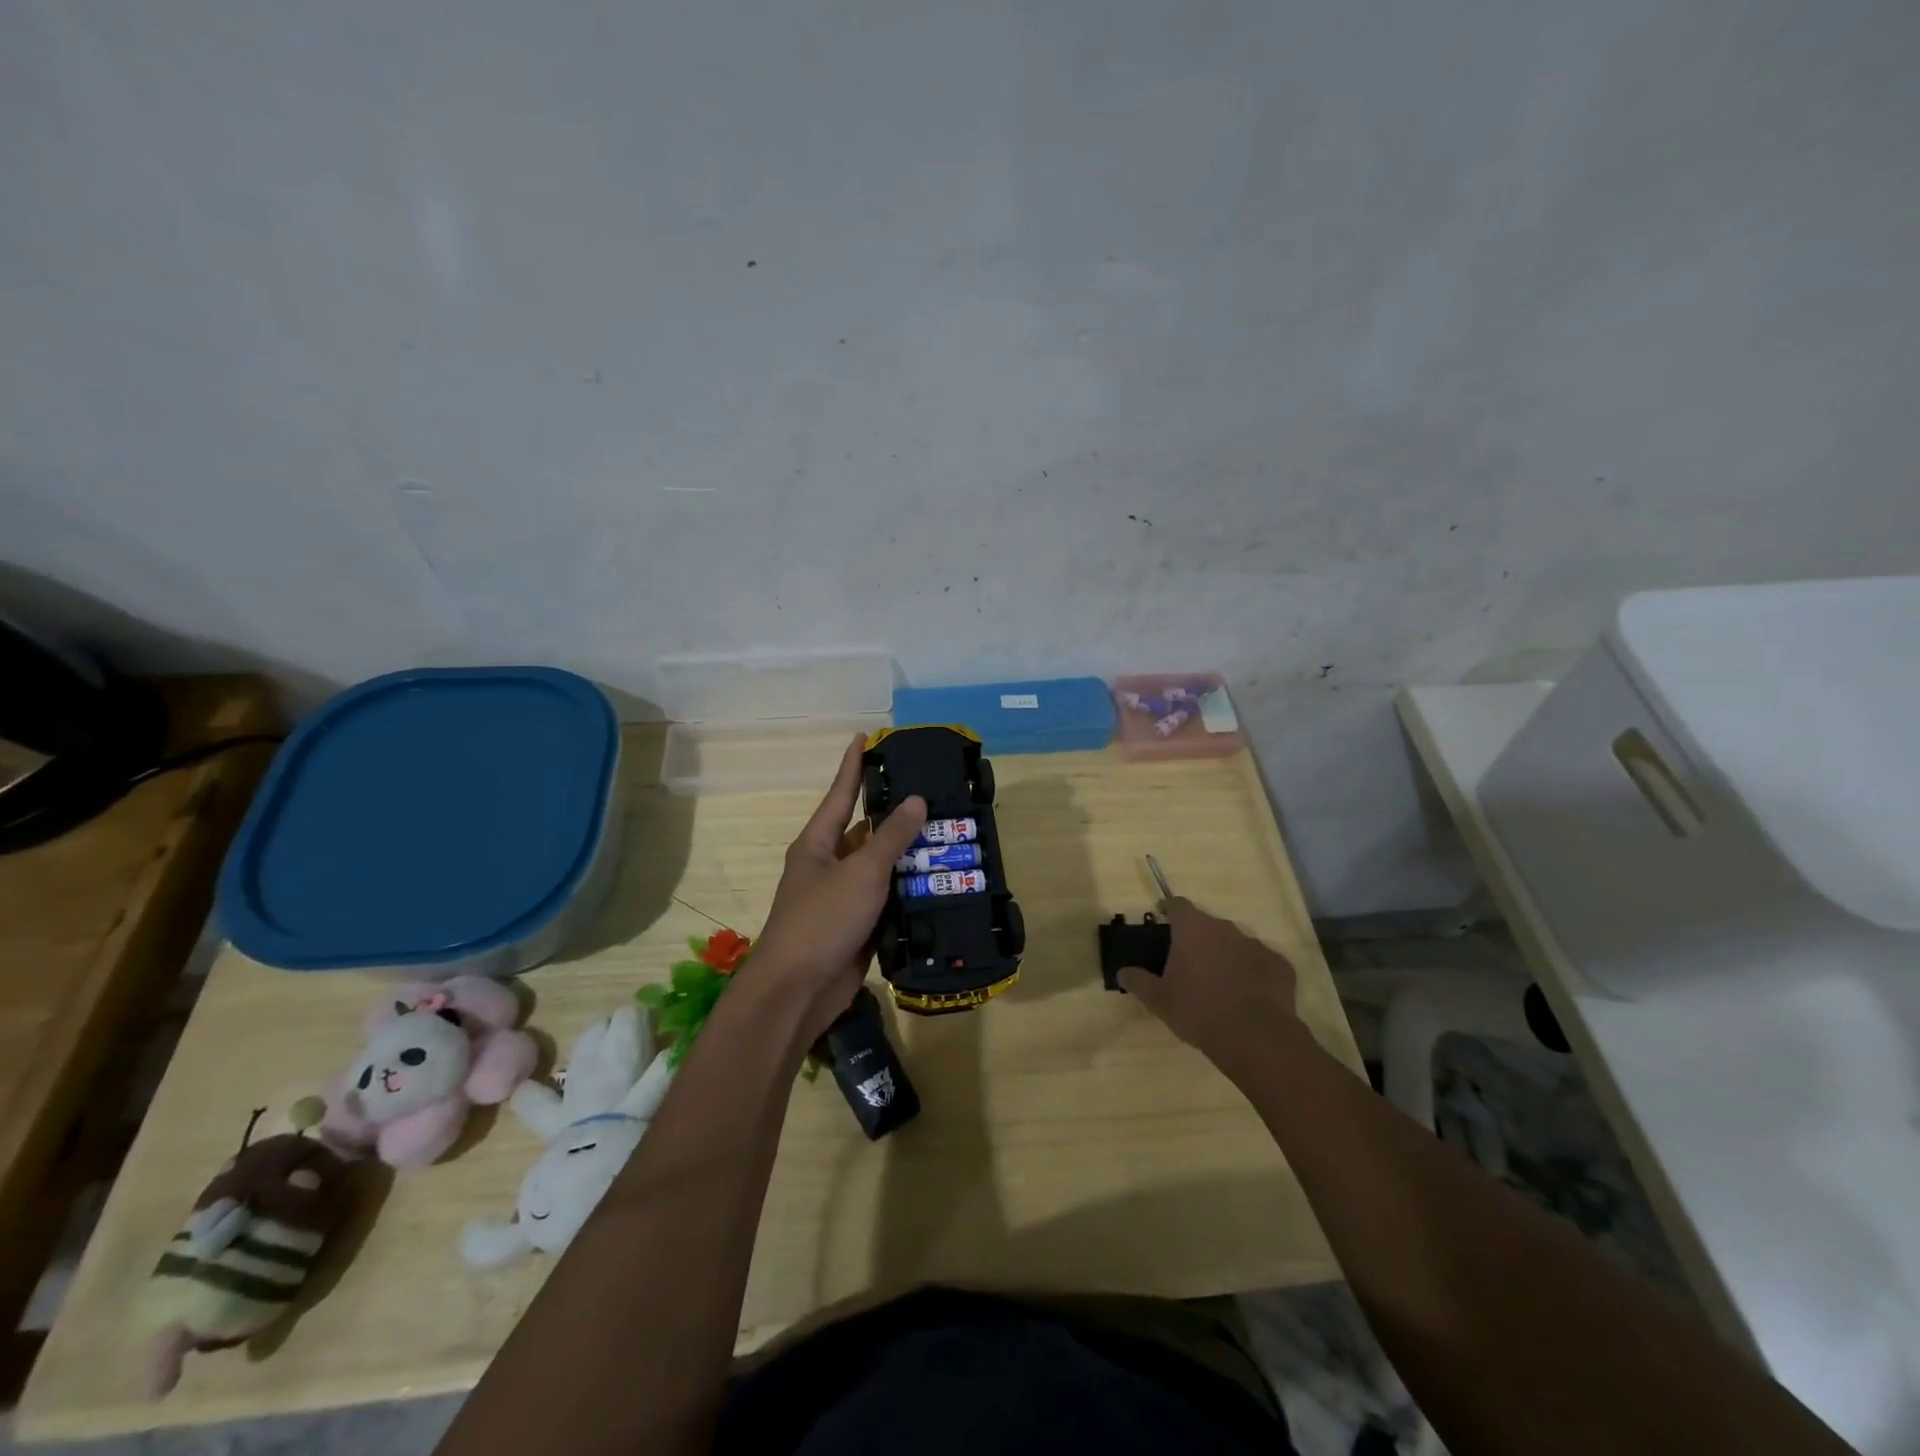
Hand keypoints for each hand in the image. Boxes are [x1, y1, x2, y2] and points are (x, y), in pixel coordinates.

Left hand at [744, 736, 927, 1043]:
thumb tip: (916, 801)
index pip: (840, 793)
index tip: (866, 736)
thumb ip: (890, 837)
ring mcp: (844, 898)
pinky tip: (942, 884)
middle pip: (867, 831)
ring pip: (883, 868)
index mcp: (818, 843)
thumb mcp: (860, 872)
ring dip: (911, 858)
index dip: (853, 764)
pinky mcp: (859, 927)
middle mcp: (829, 865)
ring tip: (951, 837)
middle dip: (898, 815)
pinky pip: (889, 901)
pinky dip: (911, 894)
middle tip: (936, 794)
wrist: (798, 992)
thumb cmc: (822, 920)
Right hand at [1117, 898, 1298, 1070]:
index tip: (1162, 917)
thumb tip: (1122, 972)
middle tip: (1188, 962)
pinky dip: (1253, 973)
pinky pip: (1261, 963)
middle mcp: (1225, 928)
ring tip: (1219, 982)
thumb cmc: (1198, 1011)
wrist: (1255, 1037)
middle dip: (1197, 938)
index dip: (1168, 909)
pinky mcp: (1280, 965)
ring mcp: (1256, 945)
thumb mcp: (1159, 1000)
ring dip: (1225, 955)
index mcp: (1193, 929)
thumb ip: (1138, 981)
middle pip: (1207, 924)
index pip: (1177, 905)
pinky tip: (1248, 996)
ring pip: (1235, 943)